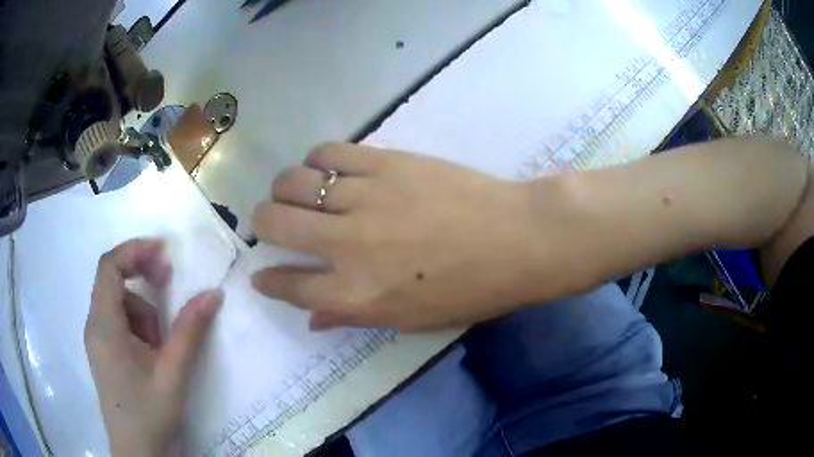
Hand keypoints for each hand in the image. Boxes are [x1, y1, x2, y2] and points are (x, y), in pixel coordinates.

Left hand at [85, 239, 222, 455]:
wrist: (137, 452)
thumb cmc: (150, 413)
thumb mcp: (172, 373)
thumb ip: (189, 331)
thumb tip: (213, 294)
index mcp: (103, 325)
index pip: (109, 266)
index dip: (135, 250)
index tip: (165, 252)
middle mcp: (94, 325)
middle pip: (113, 280)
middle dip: (142, 276)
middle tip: (169, 283)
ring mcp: (97, 339)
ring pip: (118, 303)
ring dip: (143, 310)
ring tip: (162, 343)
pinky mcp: (104, 351)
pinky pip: (118, 321)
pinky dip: (138, 325)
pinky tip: (152, 352)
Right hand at [251, 143, 541, 330]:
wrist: (516, 238)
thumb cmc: (469, 290)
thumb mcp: (410, 320)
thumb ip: (353, 318)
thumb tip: (312, 318)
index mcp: (356, 294)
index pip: (289, 285)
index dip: (267, 279)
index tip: (260, 274)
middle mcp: (347, 246)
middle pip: (275, 224)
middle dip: (262, 223)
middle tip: (270, 222)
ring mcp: (364, 198)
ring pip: (294, 182)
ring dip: (284, 189)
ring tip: (296, 192)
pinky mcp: (384, 163)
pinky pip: (329, 152)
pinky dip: (317, 159)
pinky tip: (326, 168)